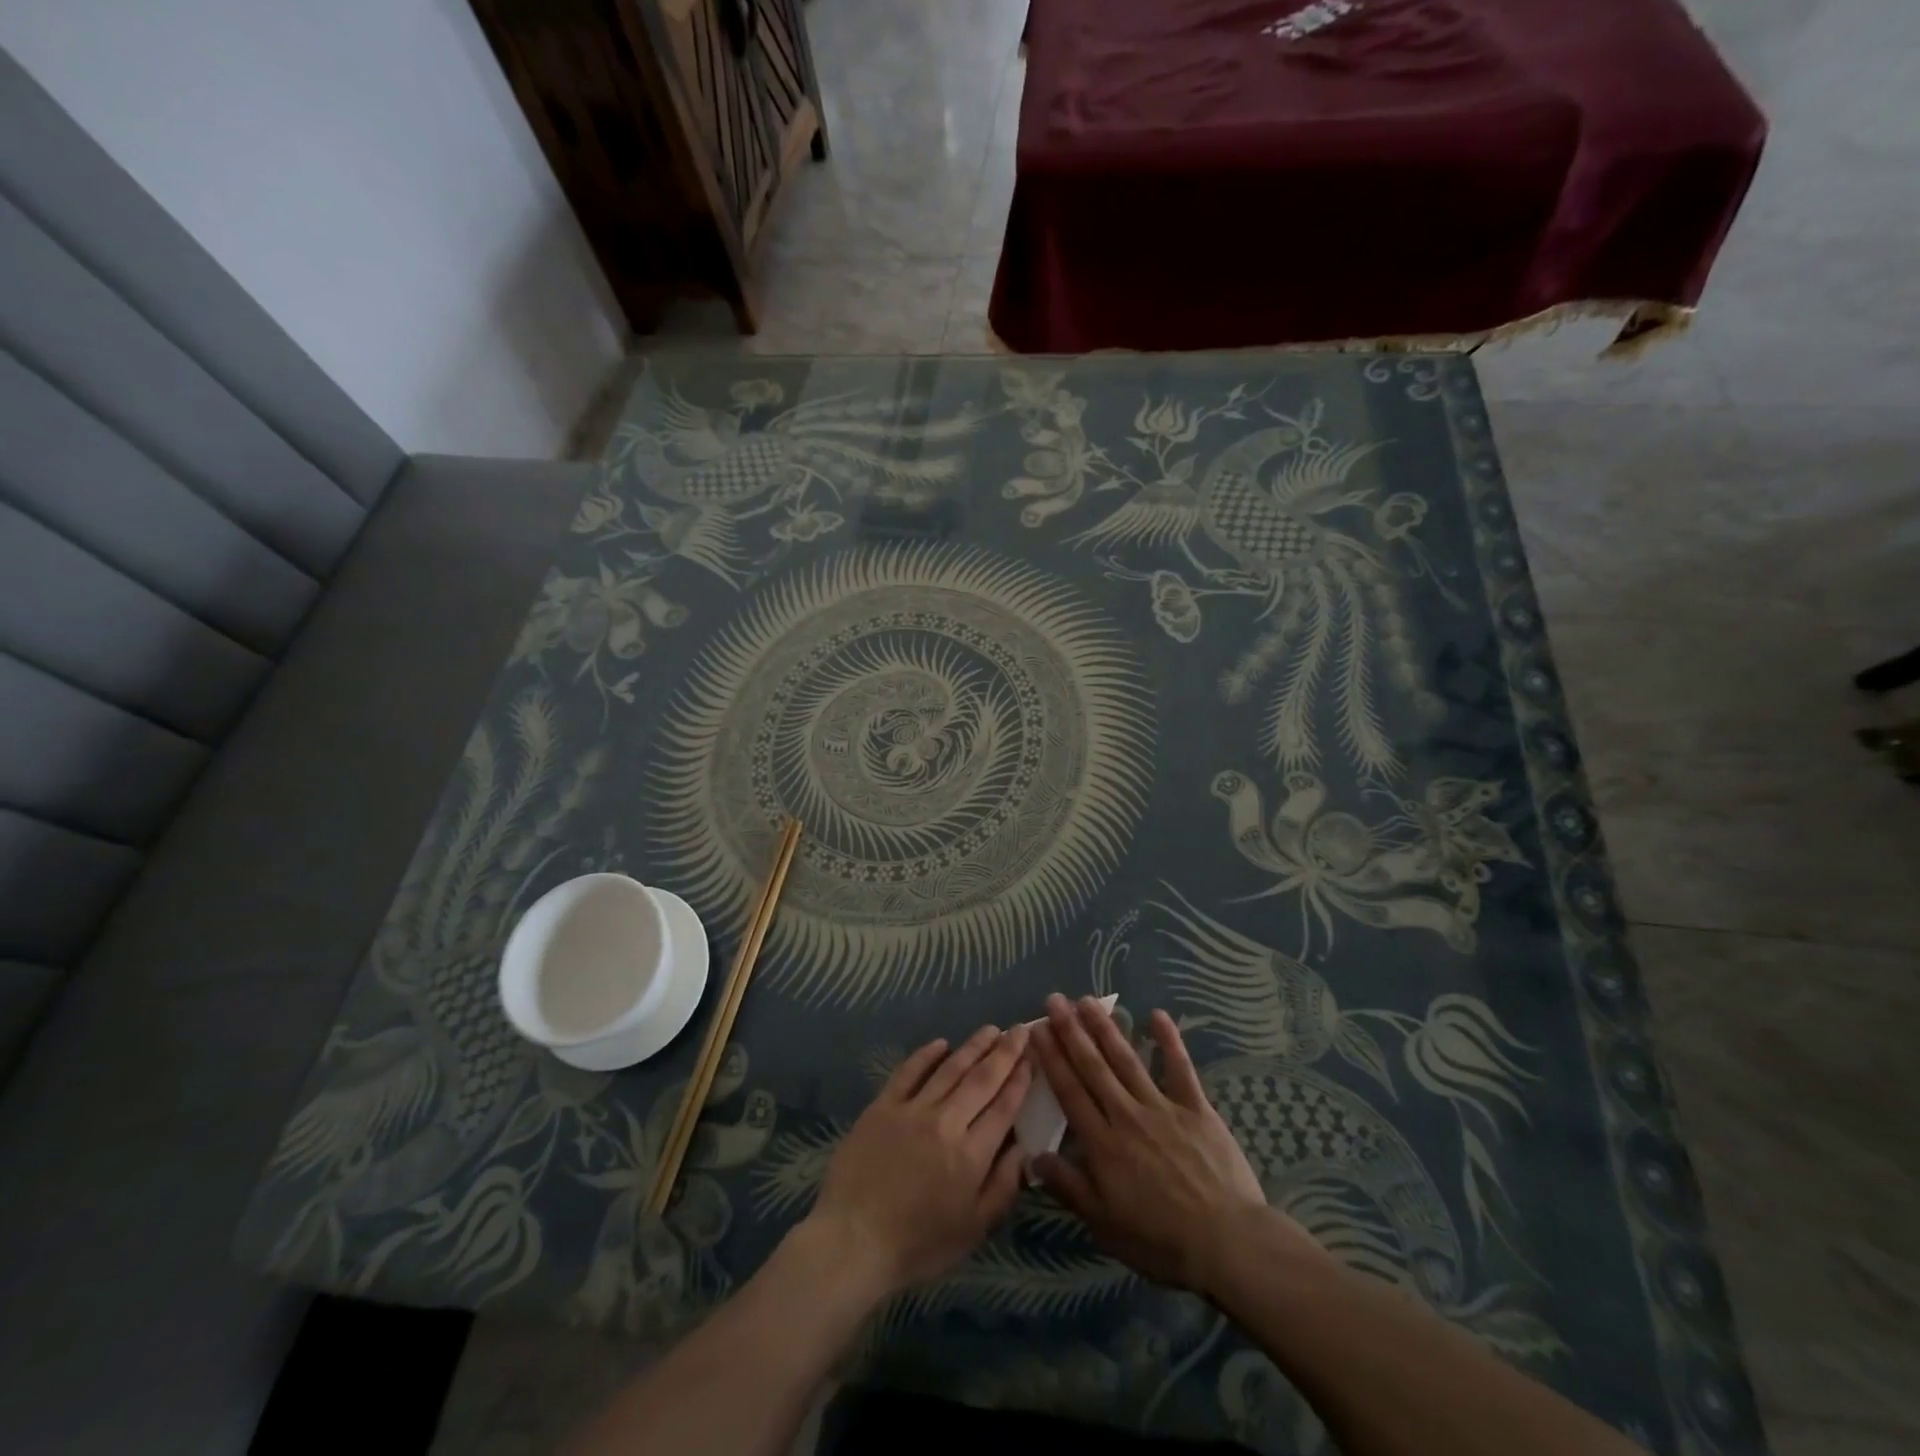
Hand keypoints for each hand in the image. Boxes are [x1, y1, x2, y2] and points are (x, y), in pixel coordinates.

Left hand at [802, 1025, 1031, 1300]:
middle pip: (981, 1079)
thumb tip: (1025, 1148)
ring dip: (973, 1046)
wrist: (853, 1241)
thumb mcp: (974, 1228)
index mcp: (971, 1155)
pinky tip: (941, 1043)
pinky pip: (909, 1072)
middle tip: (1019, 1029)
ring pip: (950, 1069)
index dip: (1020, 1079)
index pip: (1004, 1107)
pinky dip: (926, 1054)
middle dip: (1004, 1052)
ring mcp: (912, 1110)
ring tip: (990, 1030)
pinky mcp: (883, 1106)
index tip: (1032, 1057)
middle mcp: (946, 1123)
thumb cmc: (919, 1244)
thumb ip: (1004, 1185)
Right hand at [1032, 996, 1315, 1294]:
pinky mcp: (1196, 1108)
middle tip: (1055, 1000)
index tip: (1036, 1028)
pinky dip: (1169, 1041)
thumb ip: (1069, 1187)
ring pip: (1127, 1060)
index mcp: (1102, 1144)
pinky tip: (1157, 1015)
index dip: (1051, 1058)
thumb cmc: (1161, 1241)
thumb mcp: (1105, 1225)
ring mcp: (1162, 1108)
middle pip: (1093, 1067)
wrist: (1227, 1243)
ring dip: (1106, 1028)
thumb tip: (1034, 1155)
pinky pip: (1180, 1069)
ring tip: (1088, 1001)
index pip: (1069, 1092)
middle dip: (1071, 1031)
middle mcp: (1127, 1115)